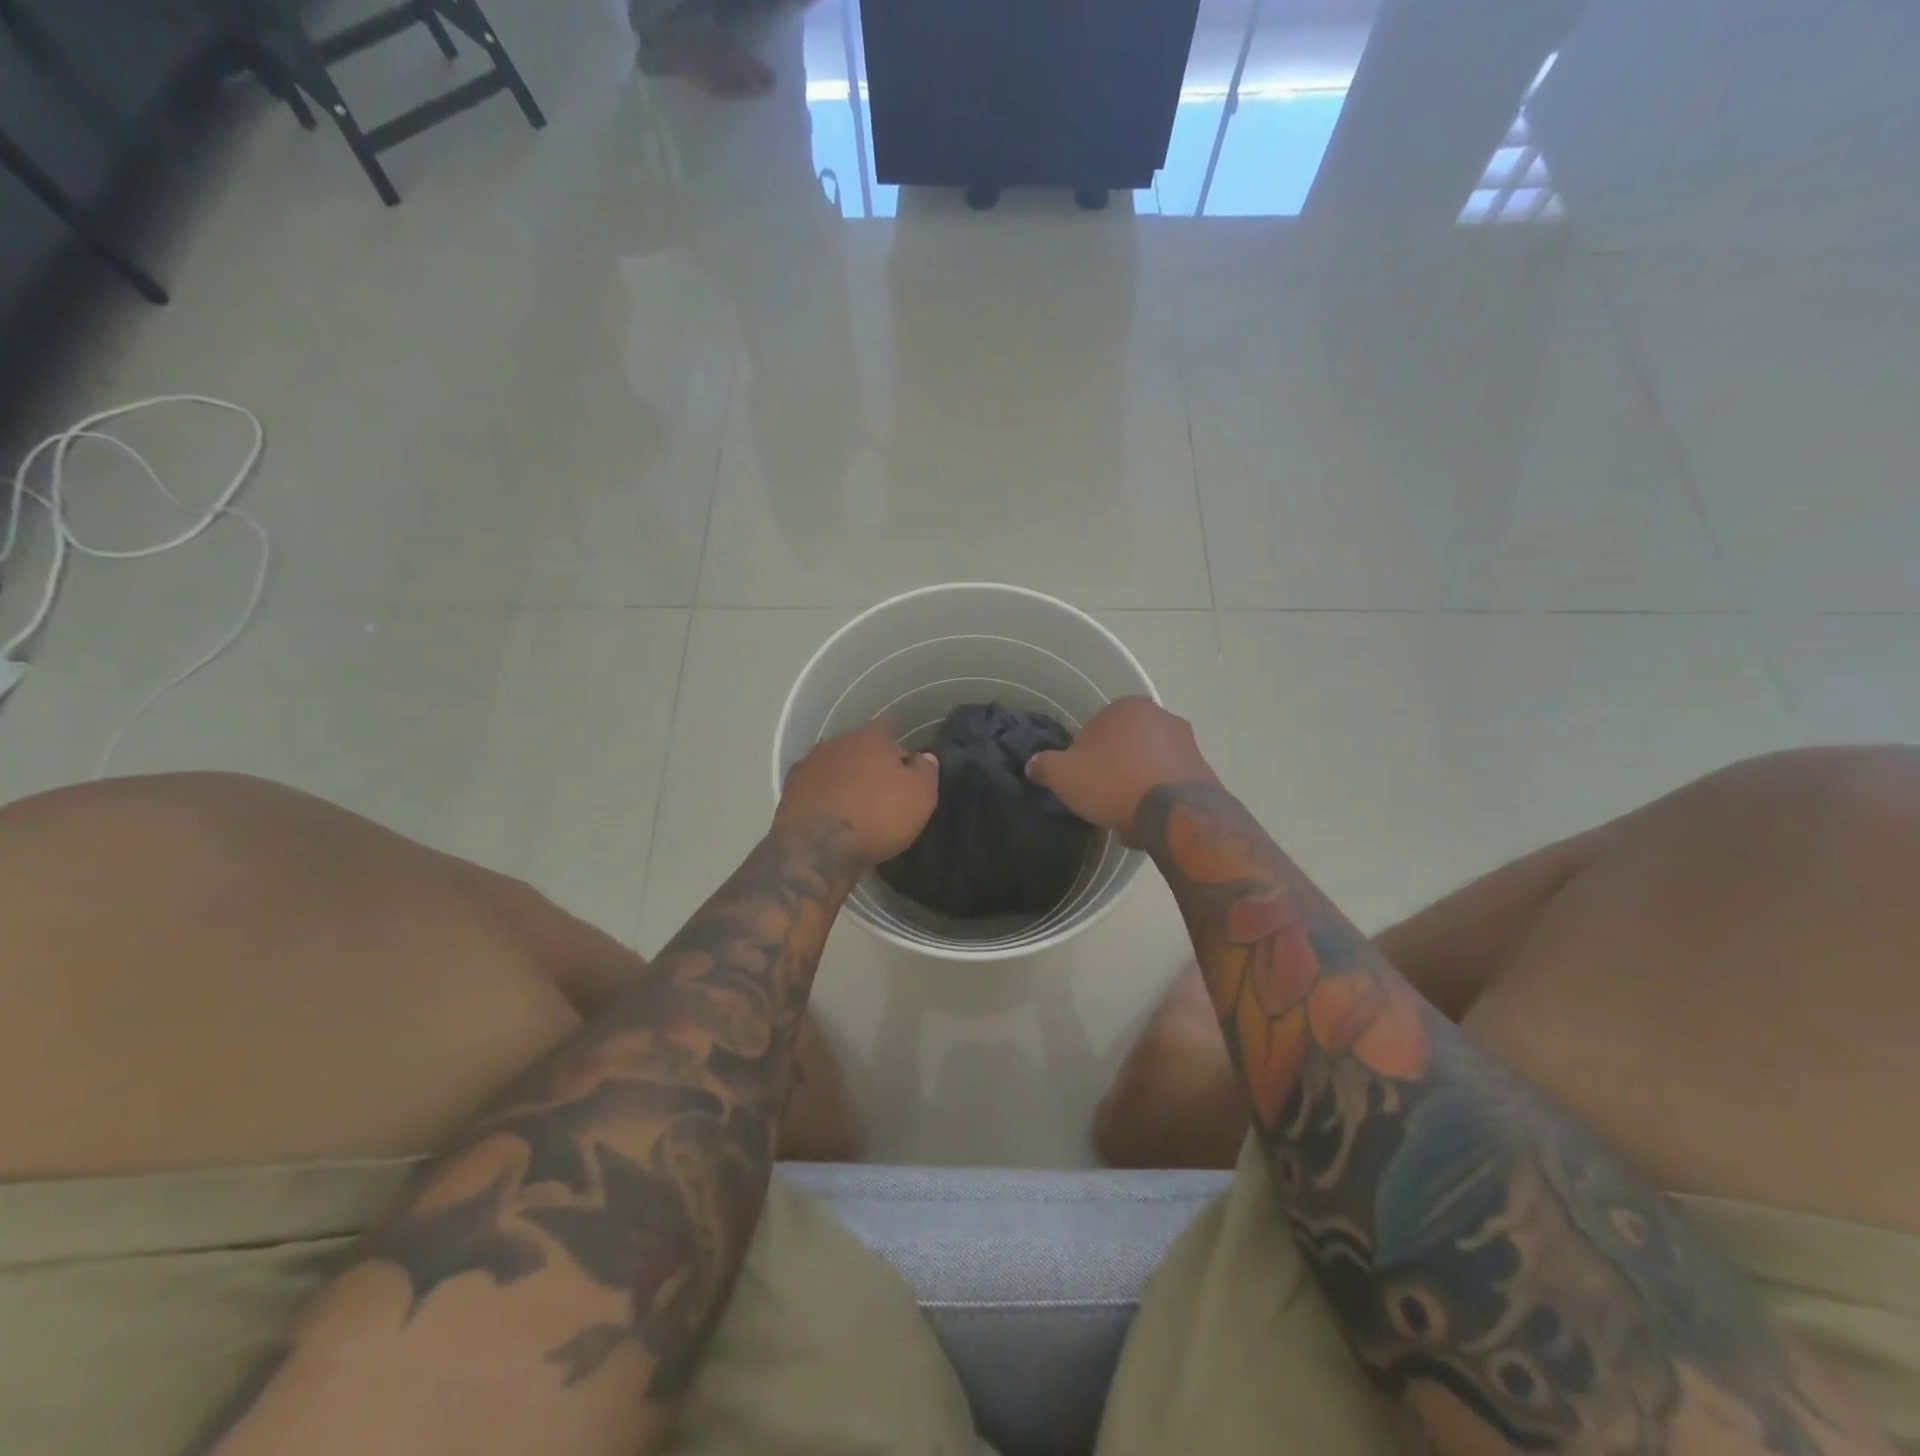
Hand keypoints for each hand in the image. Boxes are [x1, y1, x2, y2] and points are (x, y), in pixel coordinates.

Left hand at [775, 721, 938, 866]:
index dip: (899, 754)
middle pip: (859, 749)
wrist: (818, 848)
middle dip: (869, 765)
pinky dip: (822, 796)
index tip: (905, 775)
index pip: (890, 733)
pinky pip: (814, 787)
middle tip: (880, 793)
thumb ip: (926, 771)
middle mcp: (837, 742)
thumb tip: (924, 757)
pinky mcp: (790, 788)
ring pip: (834, 766)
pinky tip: (829, 816)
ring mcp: (809, 763)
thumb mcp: (920, 797)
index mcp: (871, 738)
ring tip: (853, 807)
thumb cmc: (878, 817)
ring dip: (843, 780)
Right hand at [1025, 697, 1216, 840]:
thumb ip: (1044, 765)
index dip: (1082, 756)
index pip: (1093, 728)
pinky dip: (1156, 796)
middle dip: (1112, 767)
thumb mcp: (1064, 775)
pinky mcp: (1203, 770)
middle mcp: (1161, 716)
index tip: (1080, 779)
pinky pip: (1168, 782)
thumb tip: (1033, 764)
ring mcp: (1187, 742)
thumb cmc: (1114, 783)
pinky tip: (1146, 819)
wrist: (1176, 814)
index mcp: (1127, 707)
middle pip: (1123, 744)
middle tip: (1100, 796)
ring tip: (1123, 814)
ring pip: (1147, 763)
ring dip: (1135, 783)